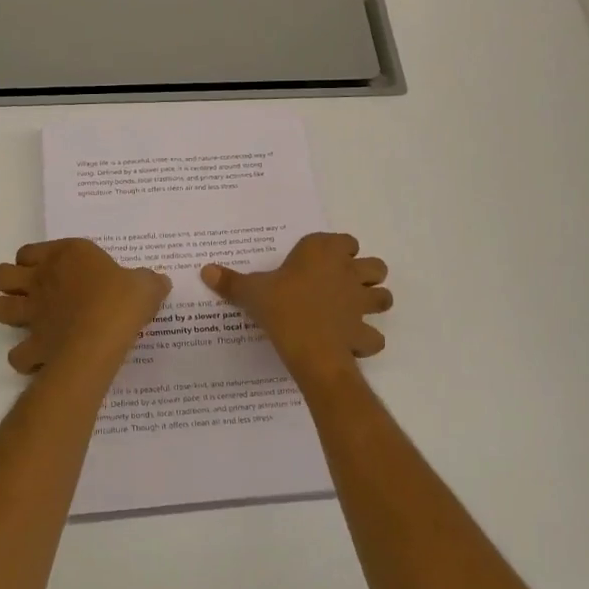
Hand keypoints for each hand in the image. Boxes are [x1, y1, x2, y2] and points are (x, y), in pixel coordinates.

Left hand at [0, 239, 170, 374]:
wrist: (101, 338)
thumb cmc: (121, 301)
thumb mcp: (145, 284)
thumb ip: (147, 281)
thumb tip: (157, 281)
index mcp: (65, 256)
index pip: (29, 251)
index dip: (34, 260)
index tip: (54, 270)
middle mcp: (41, 280)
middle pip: (2, 275)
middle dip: (11, 284)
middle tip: (33, 294)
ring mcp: (32, 314)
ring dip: (10, 315)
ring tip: (31, 323)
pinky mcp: (33, 345)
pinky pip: (17, 355)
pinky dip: (25, 358)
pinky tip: (40, 359)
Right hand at [202, 232, 391, 380]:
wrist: (309, 348)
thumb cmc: (281, 307)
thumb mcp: (251, 292)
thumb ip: (231, 281)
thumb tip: (205, 270)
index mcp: (323, 252)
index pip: (344, 241)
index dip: (337, 250)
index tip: (321, 261)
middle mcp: (348, 272)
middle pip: (374, 266)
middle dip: (365, 273)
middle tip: (343, 285)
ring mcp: (361, 303)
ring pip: (383, 297)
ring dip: (373, 302)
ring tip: (353, 311)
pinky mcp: (364, 332)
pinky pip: (374, 335)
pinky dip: (367, 339)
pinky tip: (351, 343)